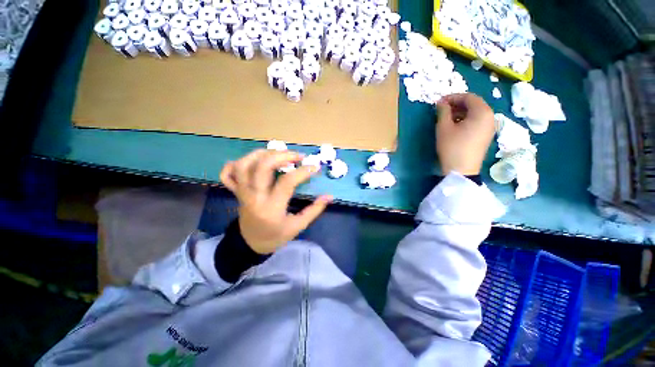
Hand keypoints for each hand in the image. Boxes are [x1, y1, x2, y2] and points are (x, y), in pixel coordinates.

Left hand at [220, 149, 332, 253]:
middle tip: (298, 156)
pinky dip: (236, 163)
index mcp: (271, 208)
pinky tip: (252, 161)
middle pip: (262, 167)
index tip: (315, 167)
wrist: (250, 244)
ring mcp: (242, 193)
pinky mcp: (236, 191)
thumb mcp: (298, 227)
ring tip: (278, 153)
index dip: (303, 171)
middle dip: (282, 155)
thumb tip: (329, 196)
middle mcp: (254, 197)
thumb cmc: (276, 236)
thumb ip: (314, 210)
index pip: (287, 182)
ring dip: (262, 154)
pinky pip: (227, 174)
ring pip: (243, 165)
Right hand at [436, 93, 494, 175]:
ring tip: (446, 118)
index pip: (468, 97)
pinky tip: (455, 127)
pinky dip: (466, 120)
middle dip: (457, 104)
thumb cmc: (452, 146)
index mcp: (482, 112)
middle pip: (474, 104)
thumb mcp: (443, 127)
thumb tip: (441, 103)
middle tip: (442, 110)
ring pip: (476, 113)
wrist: (461, 170)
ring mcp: (490, 127)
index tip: (439, 103)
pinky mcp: (486, 136)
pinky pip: (477, 122)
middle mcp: (490, 117)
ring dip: (461, 112)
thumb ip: (443, 111)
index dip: (453, 97)